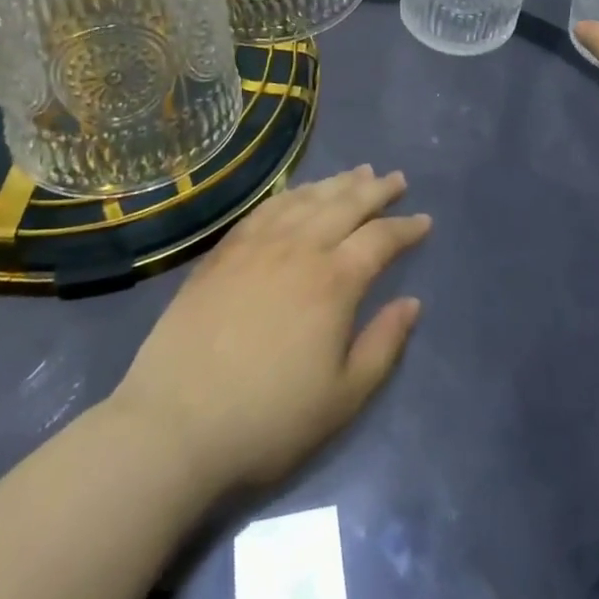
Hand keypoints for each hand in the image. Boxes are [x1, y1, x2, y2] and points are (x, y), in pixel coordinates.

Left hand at [109, 165, 430, 500]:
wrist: (175, 425)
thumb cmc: (268, 419)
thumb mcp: (343, 398)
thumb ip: (384, 345)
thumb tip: (412, 303)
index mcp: (334, 281)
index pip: (381, 239)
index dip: (406, 228)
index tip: (424, 221)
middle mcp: (300, 248)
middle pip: (346, 204)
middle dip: (376, 190)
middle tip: (396, 179)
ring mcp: (257, 245)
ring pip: (307, 198)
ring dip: (337, 183)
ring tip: (358, 173)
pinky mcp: (223, 251)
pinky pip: (267, 208)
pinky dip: (292, 193)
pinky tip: (299, 193)